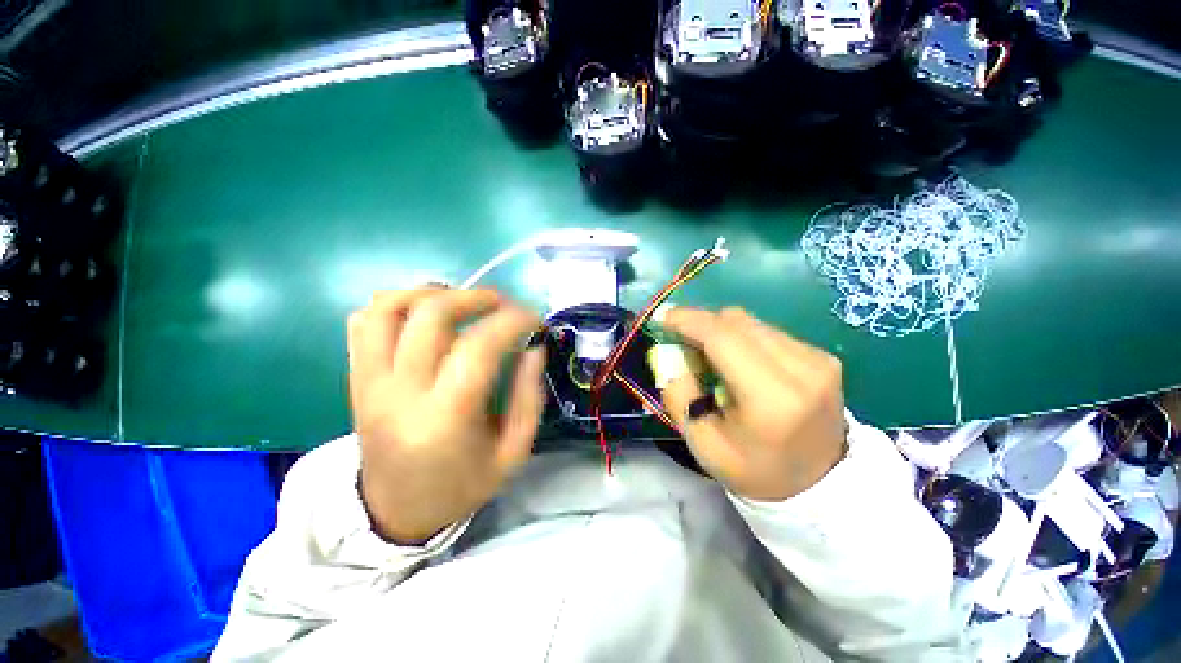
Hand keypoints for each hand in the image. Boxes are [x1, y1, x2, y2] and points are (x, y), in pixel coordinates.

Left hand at [347, 287, 545, 542]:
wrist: (395, 512)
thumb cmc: (461, 486)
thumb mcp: (513, 453)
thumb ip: (529, 397)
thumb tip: (535, 348)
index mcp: (445, 418)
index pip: (478, 347)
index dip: (511, 322)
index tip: (534, 320)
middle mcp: (401, 392)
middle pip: (430, 315)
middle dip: (475, 297)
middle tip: (502, 305)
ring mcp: (370, 382)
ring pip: (388, 308)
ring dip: (432, 293)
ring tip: (462, 302)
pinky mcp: (357, 378)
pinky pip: (364, 321)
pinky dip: (397, 303)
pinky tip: (424, 314)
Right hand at [659, 307, 845, 501]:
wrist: (819, 486)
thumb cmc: (754, 471)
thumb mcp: (702, 443)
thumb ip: (678, 394)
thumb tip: (669, 354)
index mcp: (771, 399)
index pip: (723, 338)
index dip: (688, 321)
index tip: (662, 316)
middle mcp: (802, 370)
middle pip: (737, 322)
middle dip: (701, 324)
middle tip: (681, 342)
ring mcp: (818, 360)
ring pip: (752, 323)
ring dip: (721, 331)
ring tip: (709, 356)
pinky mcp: (823, 357)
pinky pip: (768, 332)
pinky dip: (743, 339)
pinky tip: (738, 362)